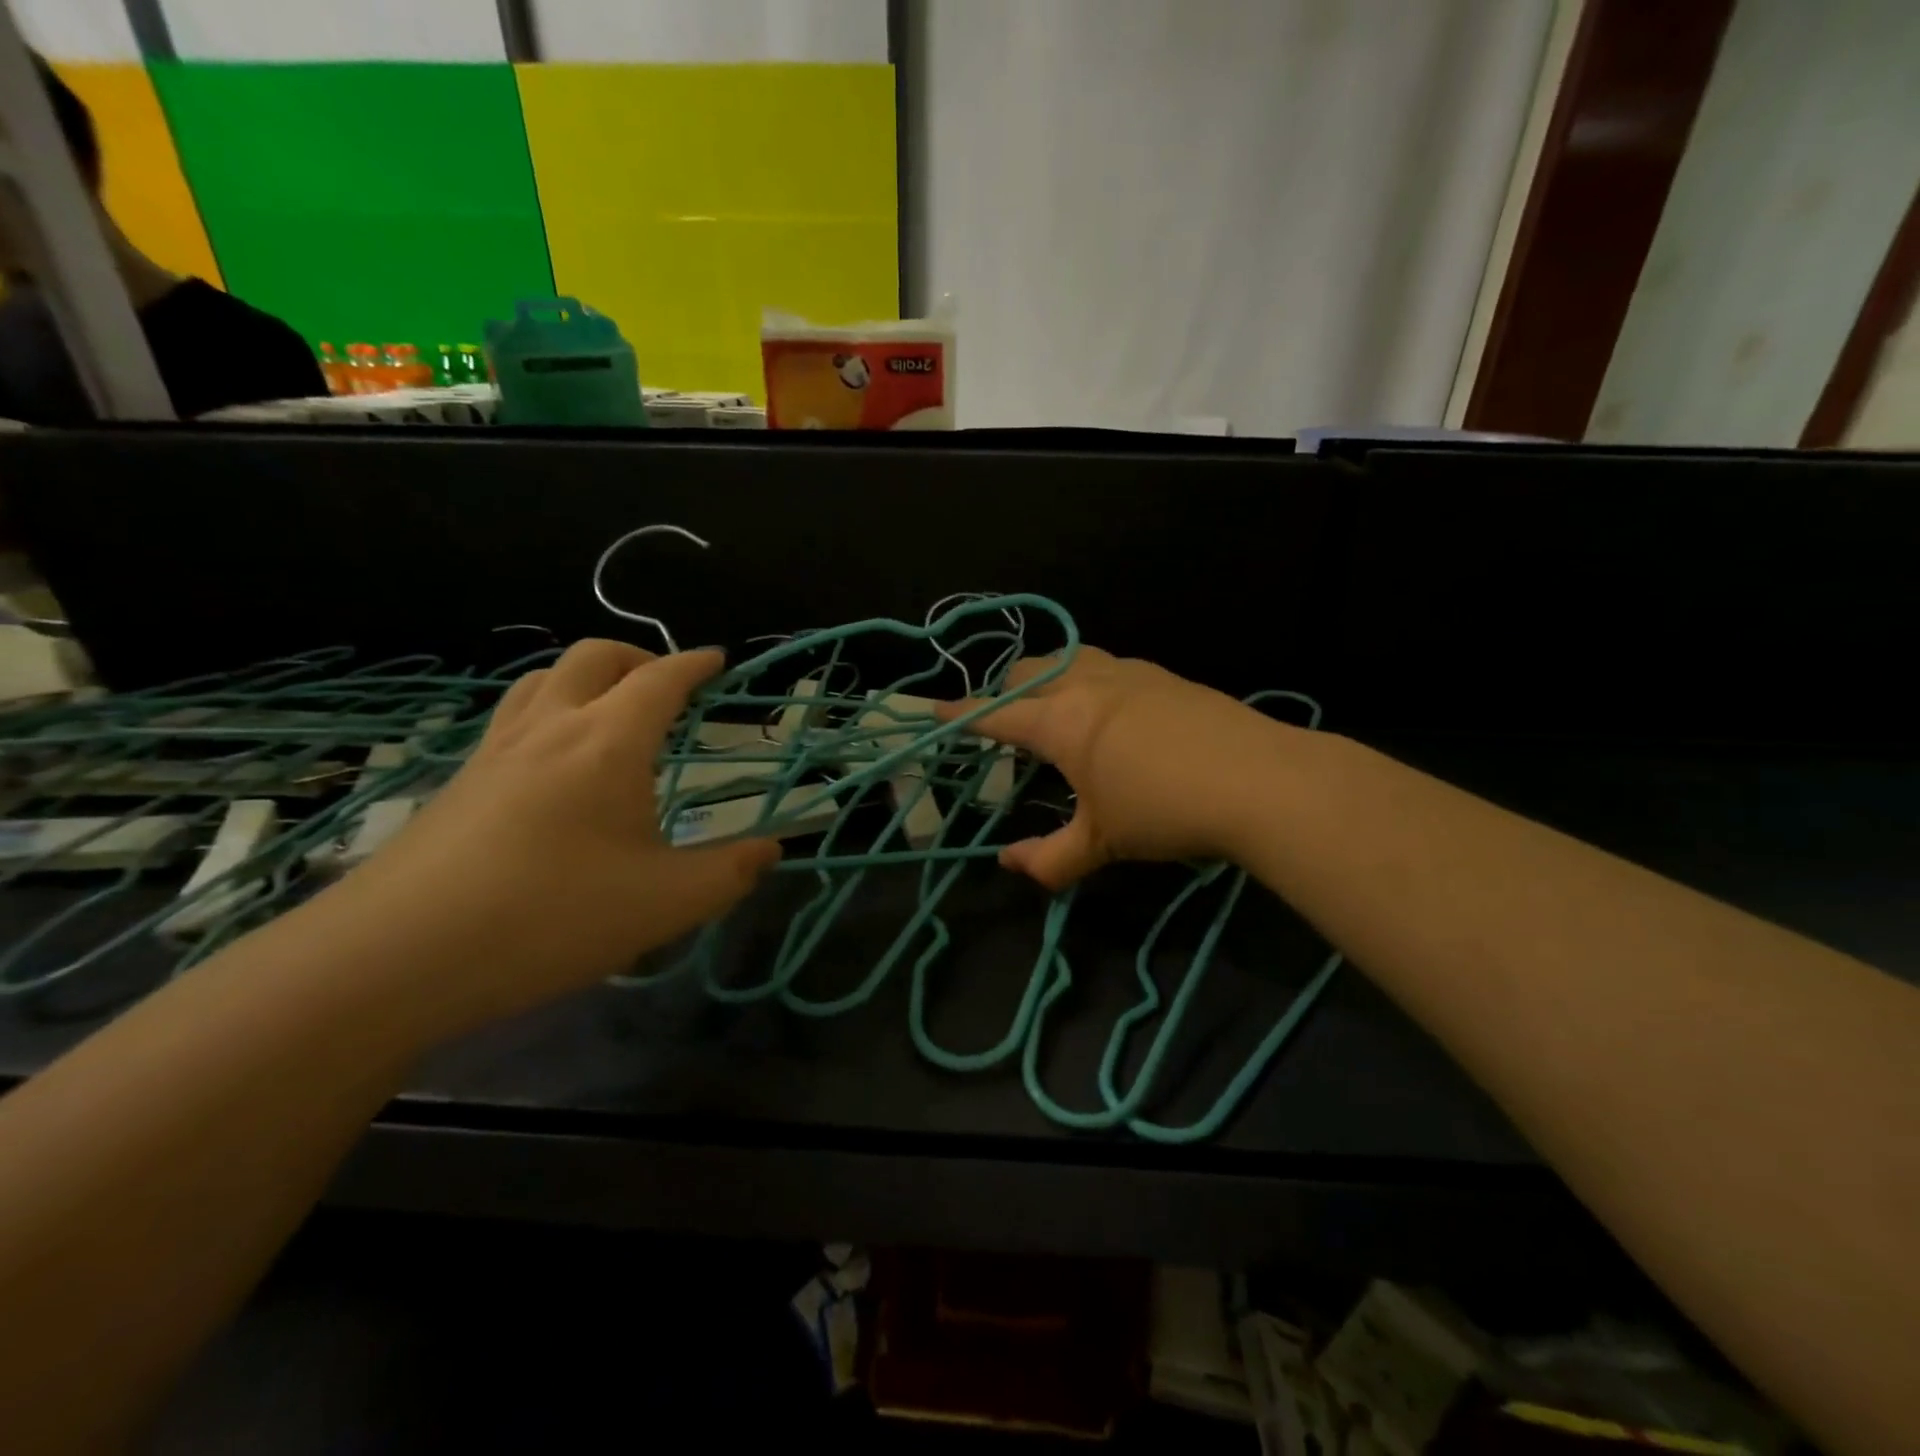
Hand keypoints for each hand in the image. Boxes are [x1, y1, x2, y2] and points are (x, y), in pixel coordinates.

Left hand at [317, 640, 779, 1029]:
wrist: (394, 958)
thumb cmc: (551, 917)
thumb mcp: (666, 904)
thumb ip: (729, 873)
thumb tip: (771, 850)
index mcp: (608, 744)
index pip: (659, 680)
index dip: (694, 665)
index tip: (717, 660)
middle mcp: (550, 729)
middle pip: (593, 658)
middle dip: (638, 657)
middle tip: (666, 684)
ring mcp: (495, 753)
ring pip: (542, 680)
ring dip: (586, 677)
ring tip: (611, 710)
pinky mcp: (458, 784)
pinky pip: (512, 718)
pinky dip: (548, 710)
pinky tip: (553, 763)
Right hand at [943, 647, 1289, 889]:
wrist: (1262, 780)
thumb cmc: (1166, 811)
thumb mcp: (1102, 842)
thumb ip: (1049, 858)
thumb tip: (1008, 864)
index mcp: (1060, 720)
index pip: (996, 714)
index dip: (961, 716)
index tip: (936, 712)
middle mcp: (1087, 684)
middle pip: (1027, 670)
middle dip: (1003, 689)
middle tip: (1001, 719)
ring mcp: (1130, 673)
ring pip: (1069, 658)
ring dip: (1047, 676)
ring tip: (1052, 706)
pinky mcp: (1165, 676)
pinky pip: (1109, 666)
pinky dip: (1087, 679)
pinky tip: (1109, 710)